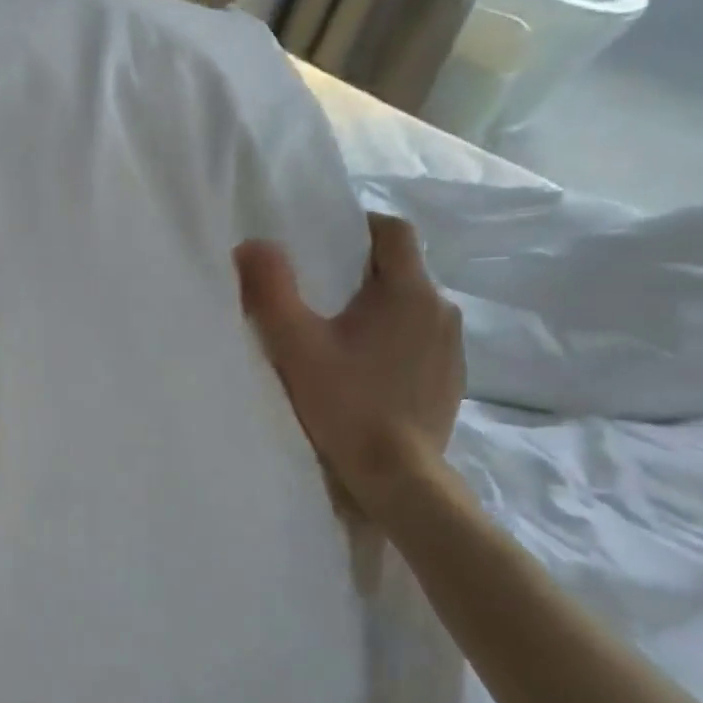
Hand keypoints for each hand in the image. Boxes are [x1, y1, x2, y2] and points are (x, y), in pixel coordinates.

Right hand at [234, 213, 462, 521]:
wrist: (397, 476)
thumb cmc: (345, 404)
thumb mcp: (295, 345)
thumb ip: (270, 289)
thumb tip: (251, 245)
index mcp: (408, 292)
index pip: (394, 232)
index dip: (361, 226)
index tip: (327, 242)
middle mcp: (440, 311)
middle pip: (402, 270)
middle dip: (362, 273)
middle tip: (319, 294)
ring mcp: (451, 349)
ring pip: (412, 308)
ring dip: (380, 310)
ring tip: (341, 336)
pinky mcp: (451, 380)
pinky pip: (421, 342)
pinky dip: (395, 342)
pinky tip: (367, 372)